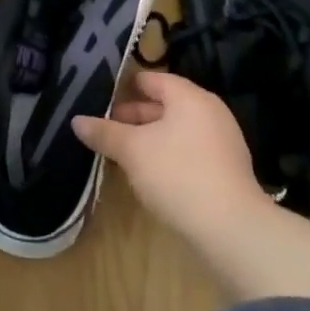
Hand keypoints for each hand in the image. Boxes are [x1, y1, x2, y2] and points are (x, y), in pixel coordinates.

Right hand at [73, 70, 264, 237]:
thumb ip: (105, 133)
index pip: (152, 79)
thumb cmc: (177, 174)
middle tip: (107, 129)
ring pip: (177, 130)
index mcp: (189, 97)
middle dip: (135, 116)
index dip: (125, 87)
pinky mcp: (227, 171)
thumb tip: (77, 121)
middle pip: (165, 105)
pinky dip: (169, 156)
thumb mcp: (132, 151)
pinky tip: (150, 175)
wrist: (232, 230)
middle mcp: (209, 112)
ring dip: (150, 139)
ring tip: (123, 153)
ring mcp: (222, 142)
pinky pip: (190, 152)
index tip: (101, 99)